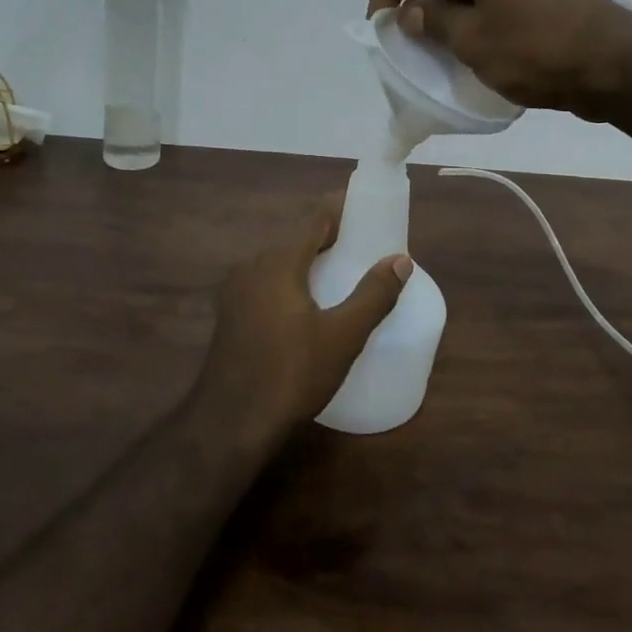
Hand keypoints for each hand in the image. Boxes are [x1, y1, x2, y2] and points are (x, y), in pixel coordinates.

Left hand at [195, 199, 411, 448]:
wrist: (230, 423)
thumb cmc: (291, 374)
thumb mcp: (343, 336)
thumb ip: (373, 295)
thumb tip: (401, 260)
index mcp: (278, 261)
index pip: (315, 218)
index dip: (342, 209)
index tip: (368, 208)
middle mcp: (252, 266)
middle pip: (296, 238)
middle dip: (329, 237)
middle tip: (364, 246)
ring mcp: (236, 291)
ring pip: (279, 261)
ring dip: (309, 260)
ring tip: (341, 272)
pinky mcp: (230, 314)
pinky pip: (266, 282)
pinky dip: (291, 281)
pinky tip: (307, 304)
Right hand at [367, 0, 631, 118]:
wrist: (613, 65)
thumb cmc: (535, 48)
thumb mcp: (472, 39)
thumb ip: (433, 22)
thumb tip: (411, 13)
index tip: (379, 25)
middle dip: (415, 4)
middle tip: (405, 44)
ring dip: (443, 16)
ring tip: (433, 53)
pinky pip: (490, 1)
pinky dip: (470, 22)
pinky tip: (470, 52)